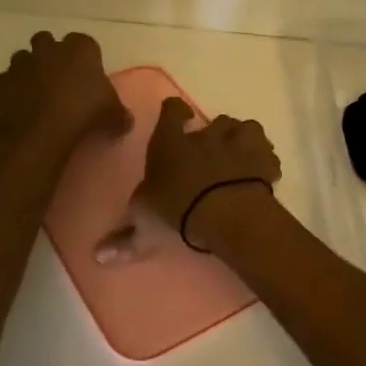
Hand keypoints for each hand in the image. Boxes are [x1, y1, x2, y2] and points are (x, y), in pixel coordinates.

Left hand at [0, 31, 128, 151]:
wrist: (44, 128)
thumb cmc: (85, 112)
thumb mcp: (113, 114)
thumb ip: (119, 113)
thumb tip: (125, 122)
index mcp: (80, 48)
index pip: (84, 42)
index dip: (84, 57)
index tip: (87, 75)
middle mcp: (49, 48)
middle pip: (46, 40)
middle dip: (49, 54)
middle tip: (57, 78)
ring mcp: (21, 63)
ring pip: (20, 57)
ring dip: (25, 69)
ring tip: (32, 90)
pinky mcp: (0, 83)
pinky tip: (6, 102)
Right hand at [132, 98, 280, 246]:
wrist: (226, 212)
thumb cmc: (178, 208)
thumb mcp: (145, 221)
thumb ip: (126, 233)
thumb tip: (98, 255)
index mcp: (172, 142)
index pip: (172, 111)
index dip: (175, 111)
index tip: (179, 116)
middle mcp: (206, 135)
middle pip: (215, 121)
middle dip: (215, 133)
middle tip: (212, 153)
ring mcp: (238, 144)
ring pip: (245, 128)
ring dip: (243, 140)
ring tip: (240, 159)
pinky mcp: (263, 159)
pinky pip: (267, 153)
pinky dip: (265, 161)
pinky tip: (262, 174)